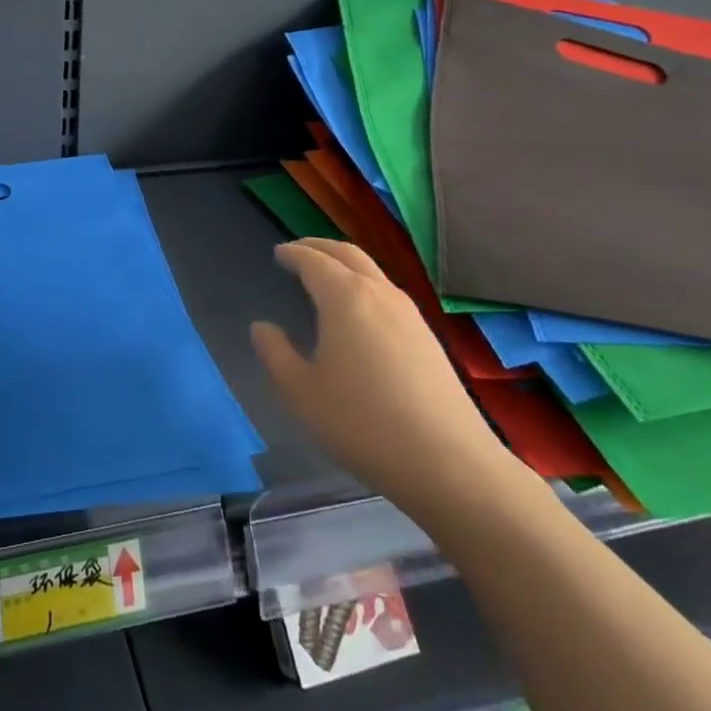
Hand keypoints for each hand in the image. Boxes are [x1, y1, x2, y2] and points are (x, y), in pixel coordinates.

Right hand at [251, 238, 529, 524]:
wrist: (448, 463)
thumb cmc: (361, 422)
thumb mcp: (300, 392)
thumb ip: (275, 353)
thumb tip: (262, 327)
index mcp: (345, 297)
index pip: (313, 260)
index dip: (293, 254)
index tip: (278, 253)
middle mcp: (379, 293)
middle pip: (348, 254)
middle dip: (319, 247)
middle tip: (298, 252)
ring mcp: (410, 314)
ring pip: (372, 272)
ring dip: (345, 265)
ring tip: (324, 278)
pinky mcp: (428, 337)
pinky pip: (387, 294)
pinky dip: (364, 286)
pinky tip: (358, 313)